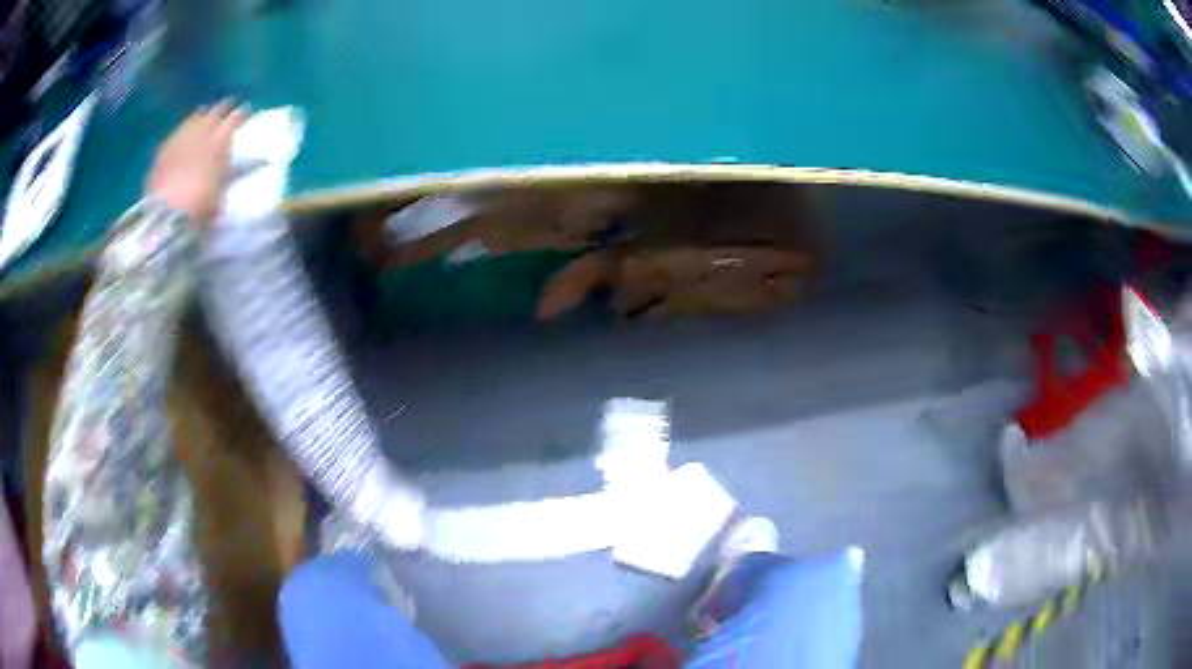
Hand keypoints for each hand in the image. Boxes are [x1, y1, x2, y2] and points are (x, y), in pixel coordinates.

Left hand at [146, 101, 245, 223]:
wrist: (164, 218)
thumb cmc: (197, 211)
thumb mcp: (218, 196)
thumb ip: (223, 177)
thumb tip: (228, 170)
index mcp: (218, 144)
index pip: (233, 121)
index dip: (239, 115)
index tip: (244, 111)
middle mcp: (200, 134)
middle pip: (213, 114)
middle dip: (221, 109)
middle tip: (227, 106)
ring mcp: (179, 141)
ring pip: (193, 120)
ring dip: (201, 116)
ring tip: (205, 115)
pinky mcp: (162, 152)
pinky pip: (176, 135)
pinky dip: (182, 132)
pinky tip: (182, 133)